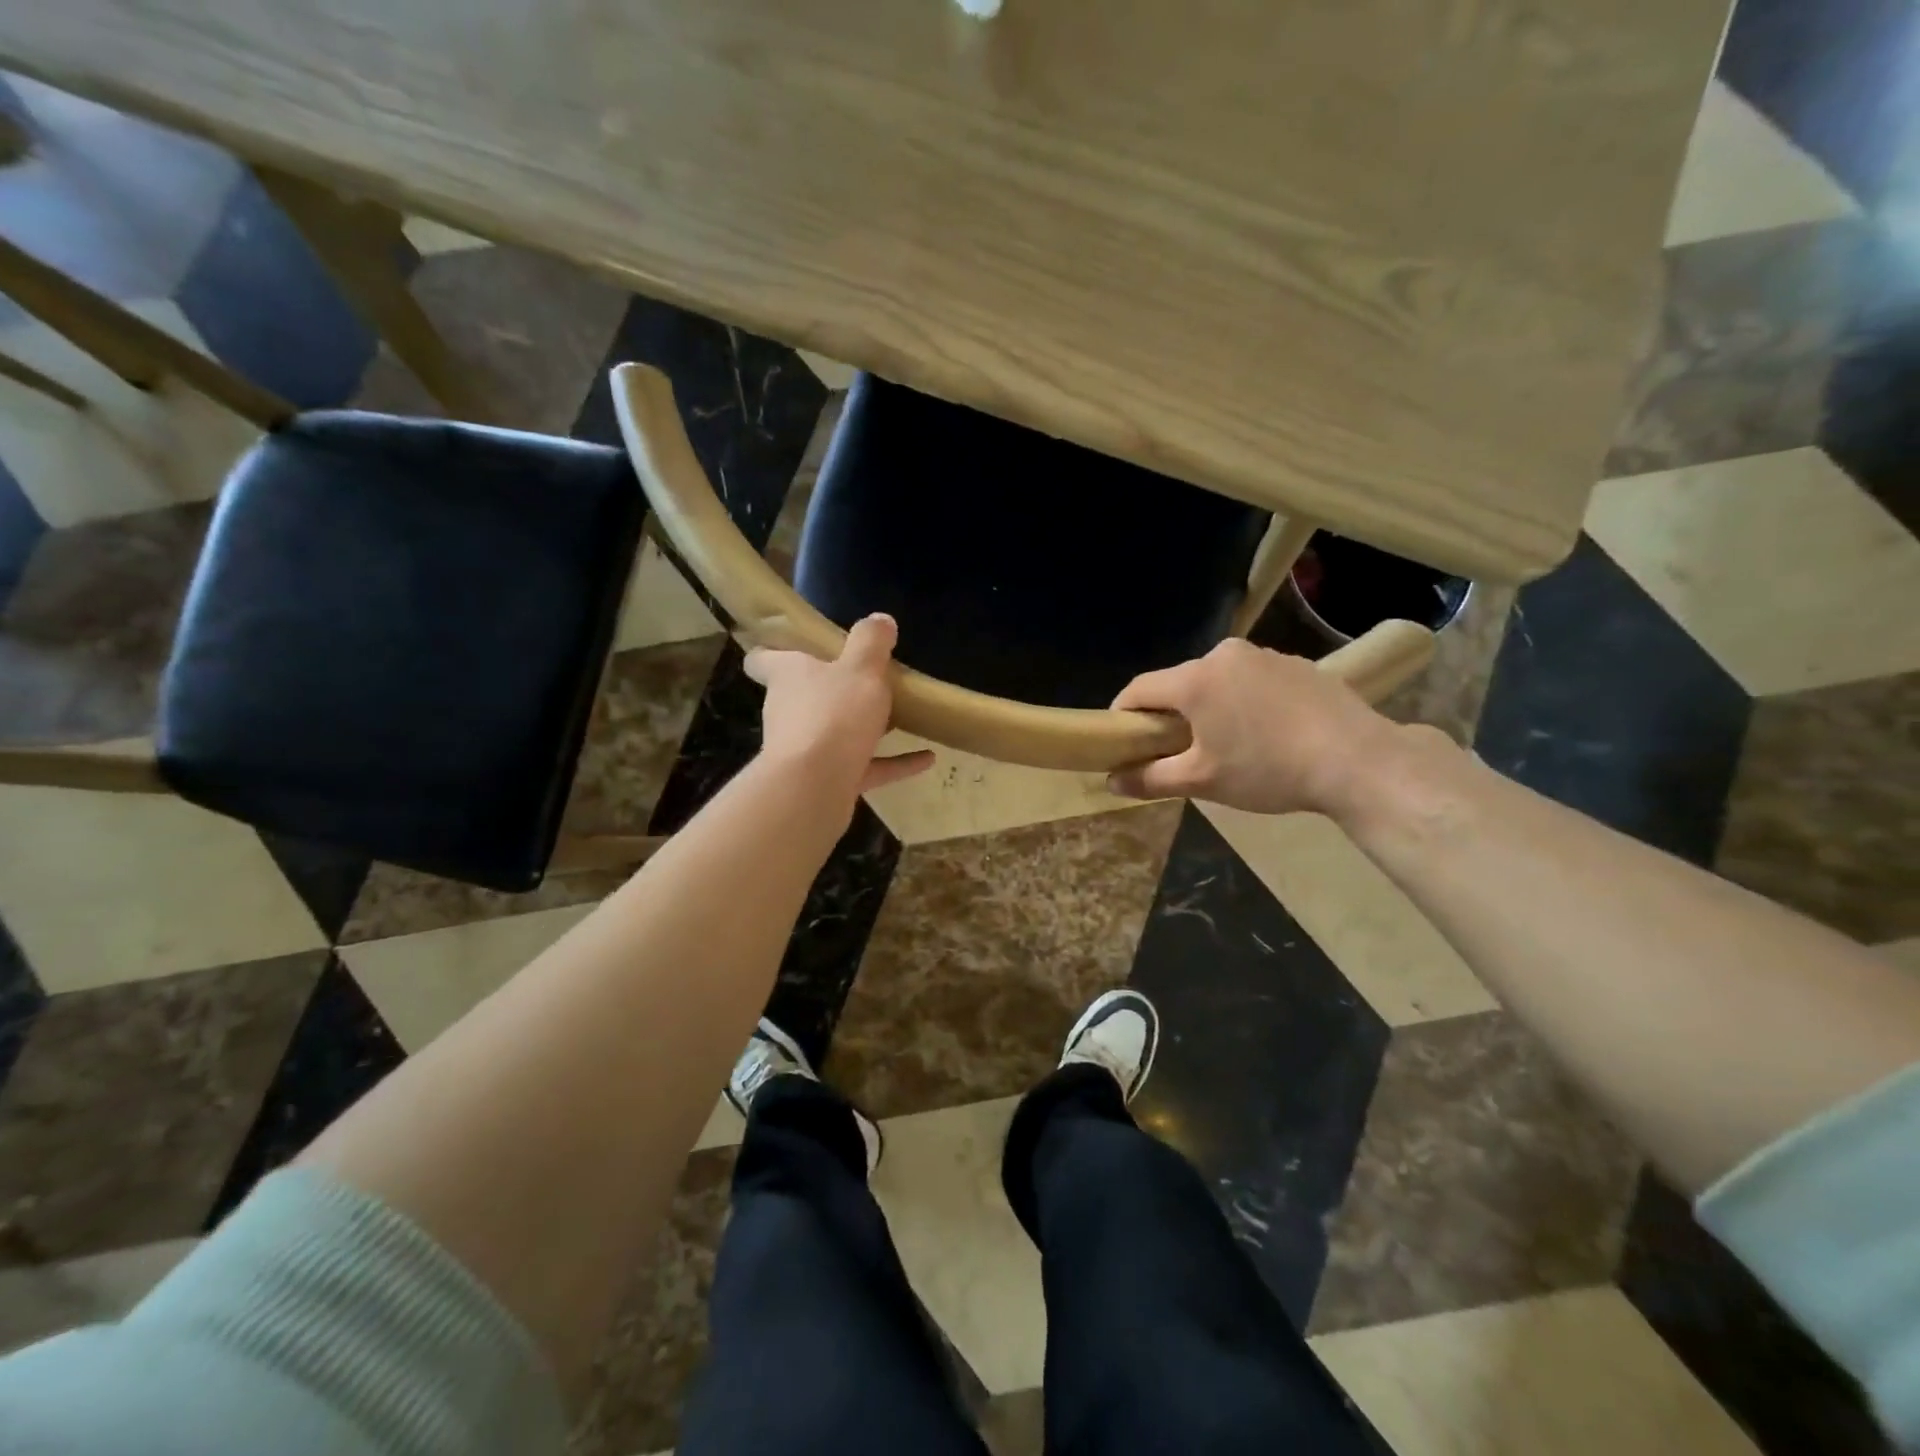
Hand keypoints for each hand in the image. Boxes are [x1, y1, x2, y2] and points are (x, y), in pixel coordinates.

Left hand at [745, 614, 934, 799]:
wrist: (815, 786)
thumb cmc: (833, 714)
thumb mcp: (861, 668)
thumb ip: (871, 642)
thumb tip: (879, 619)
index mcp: (788, 676)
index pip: (763, 659)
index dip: (774, 651)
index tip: (794, 646)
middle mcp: (789, 711)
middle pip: (803, 695)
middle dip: (831, 689)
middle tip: (867, 678)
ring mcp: (806, 750)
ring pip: (834, 732)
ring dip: (862, 727)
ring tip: (900, 717)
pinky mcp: (827, 782)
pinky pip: (864, 767)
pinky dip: (892, 763)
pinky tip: (926, 758)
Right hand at [1105, 638, 1402, 814]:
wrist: (1358, 761)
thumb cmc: (1268, 770)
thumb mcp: (1203, 781)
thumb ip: (1151, 778)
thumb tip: (1112, 781)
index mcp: (1196, 680)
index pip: (1139, 689)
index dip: (1124, 714)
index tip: (1123, 740)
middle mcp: (1226, 656)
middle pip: (1180, 682)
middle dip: (1171, 713)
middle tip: (1177, 749)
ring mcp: (1266, 656)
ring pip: (1219, 680)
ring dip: (1211, 706)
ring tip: (1228, 743)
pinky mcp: (1298, 665)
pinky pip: (1254, 680)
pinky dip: (1246, 701)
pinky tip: (1268, 732)